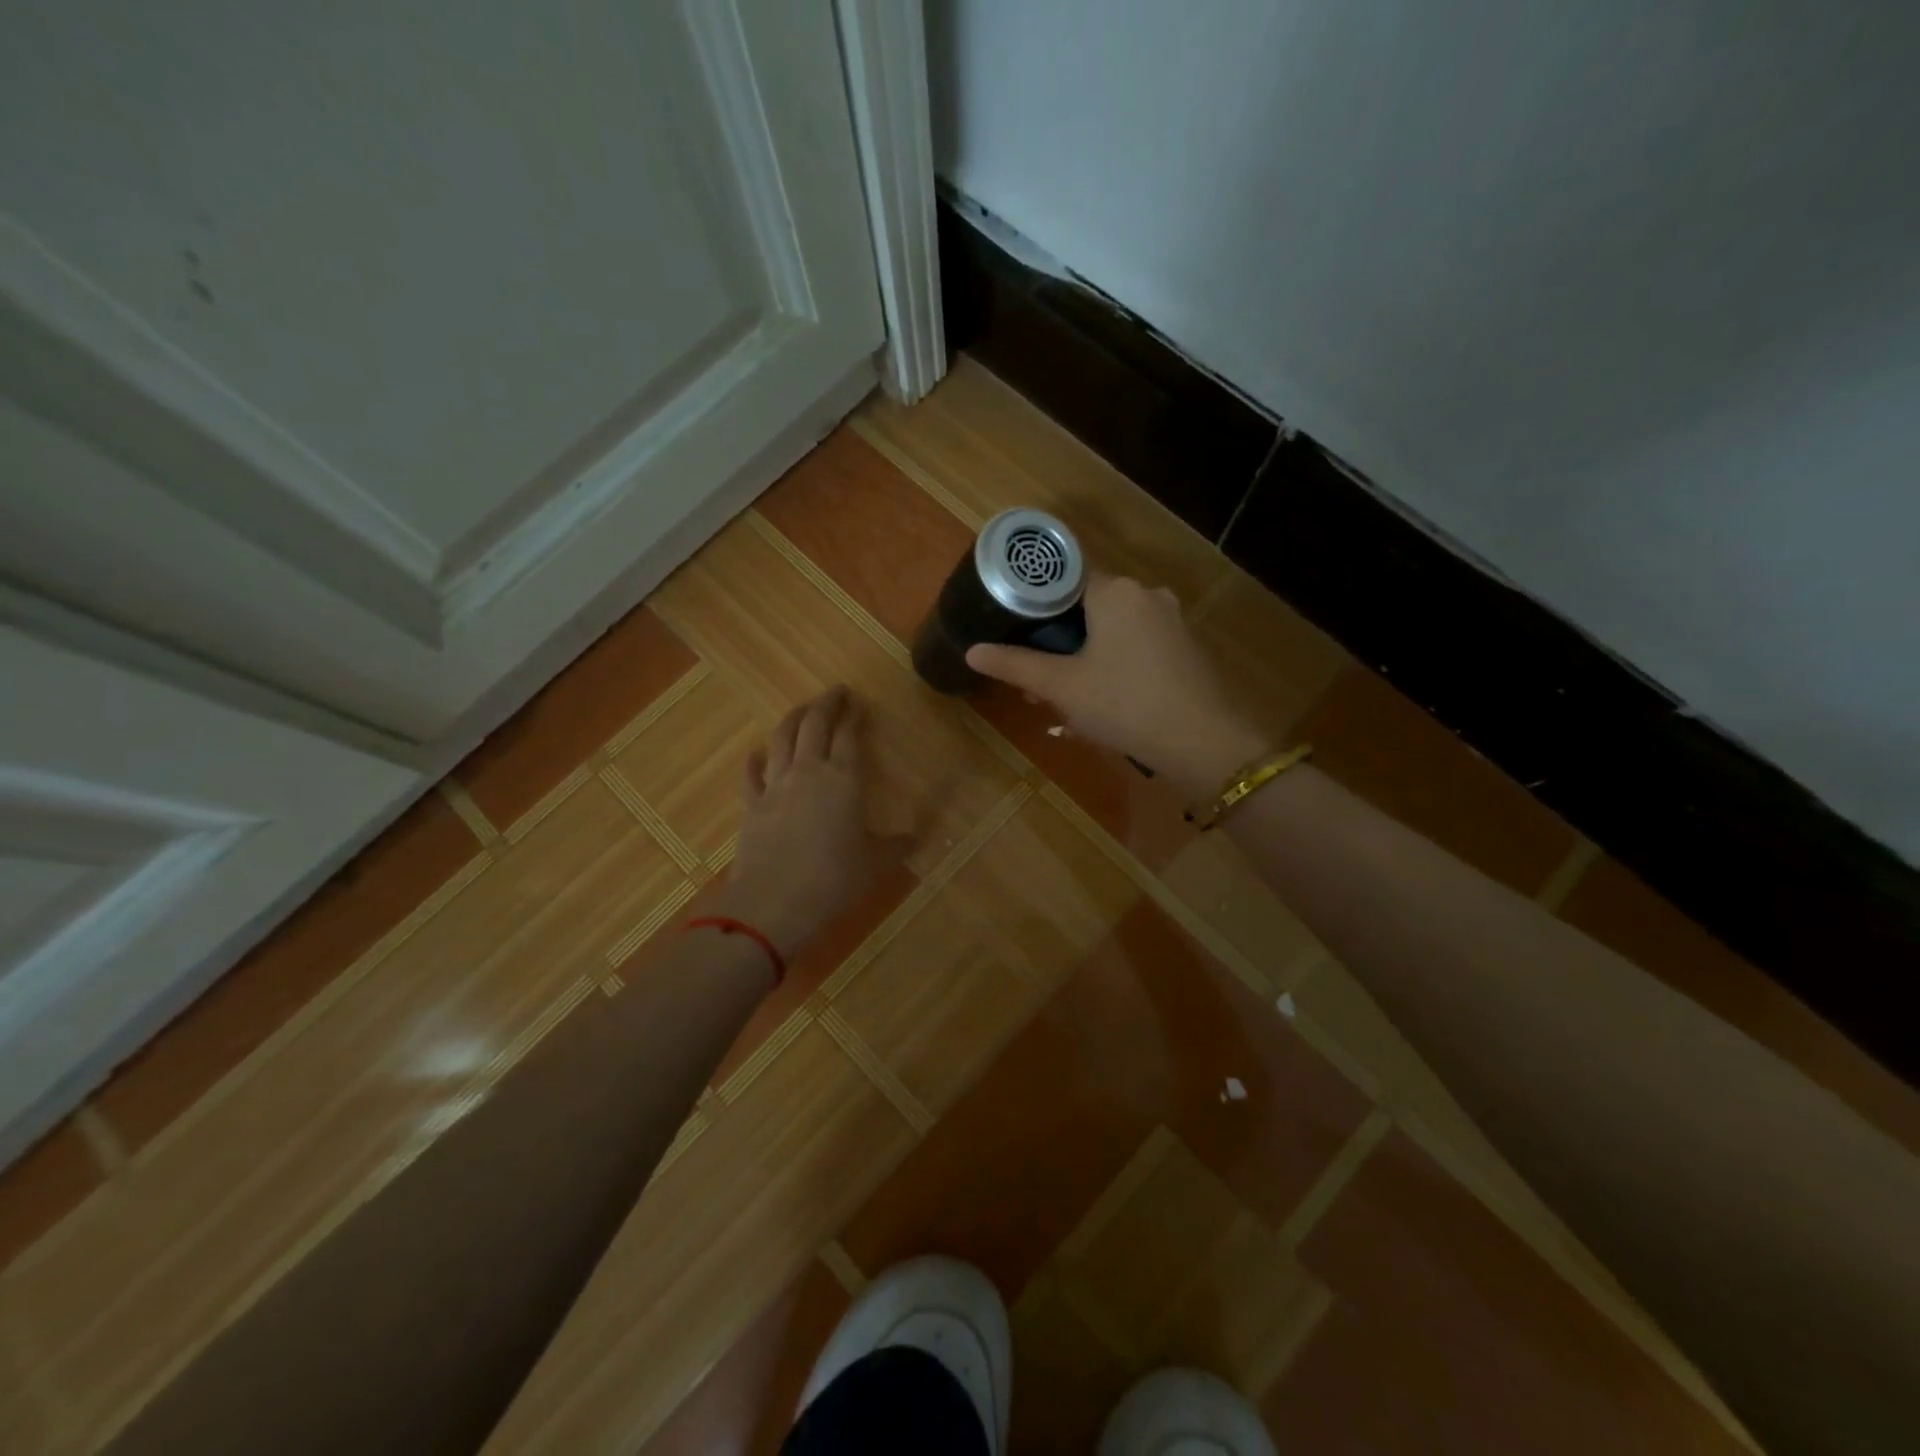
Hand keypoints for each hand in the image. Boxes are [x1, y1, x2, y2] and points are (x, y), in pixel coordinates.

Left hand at [714, 687, 881, 961]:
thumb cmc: (834, 880)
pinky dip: (754, 760)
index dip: (855, 716)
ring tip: (802, 709)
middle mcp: (808, 772)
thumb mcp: (876, 864)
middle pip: (814, 725)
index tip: (859, 703)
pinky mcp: (751, 806)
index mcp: (843, 780)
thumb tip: (916, 838)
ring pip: (781, 739)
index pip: (849, 736)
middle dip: (826, 704)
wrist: (775, 903)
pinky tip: (756, 753)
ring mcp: (775, 786)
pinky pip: (751, 775)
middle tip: (836, 692)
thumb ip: (896, 846)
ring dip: (793, 719)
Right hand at [965, 574, 1266, 793]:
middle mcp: (1146, 594)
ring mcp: (1171, 620)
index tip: (1016, 626)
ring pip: (1115, 628)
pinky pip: (1138, 644)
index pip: (1065, 577)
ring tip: (1066, 692)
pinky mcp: (1185, 646)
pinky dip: (1117, 661)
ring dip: (1087, 653)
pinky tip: (1106, 697)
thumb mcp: (1062, 686)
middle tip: (1038, 674)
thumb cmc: (1124, 704)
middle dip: (1060, 637)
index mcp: (1115, 591)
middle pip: (1089, 605)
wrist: (1201, 741)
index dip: (1037, 601)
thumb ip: (1015, 665)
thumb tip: (972, 651)